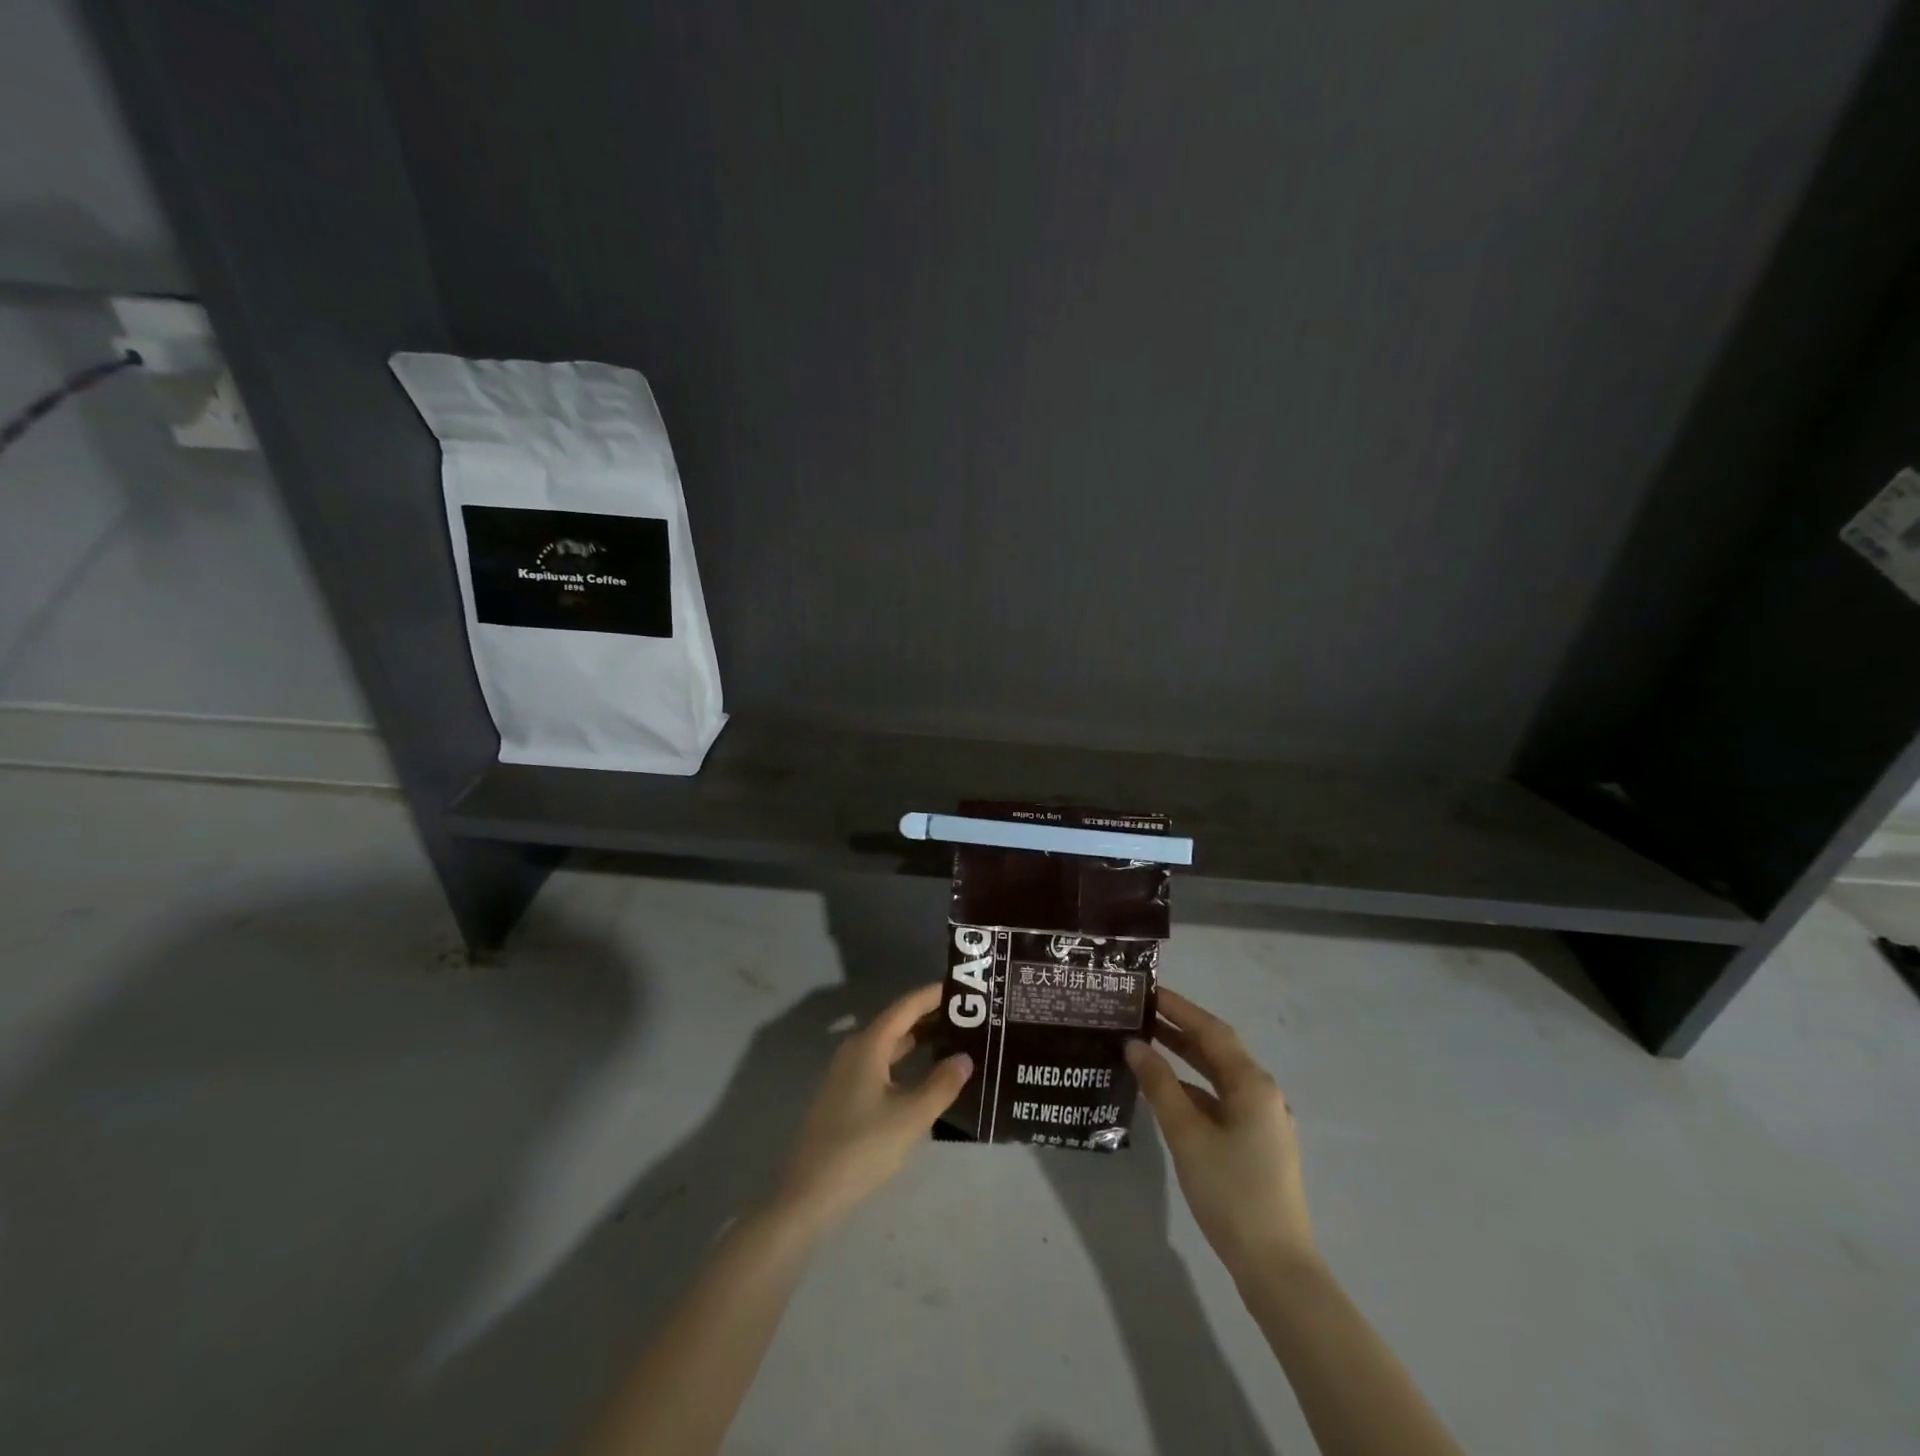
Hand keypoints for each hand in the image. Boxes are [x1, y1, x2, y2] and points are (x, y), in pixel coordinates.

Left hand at [774, 983, 973, 1238]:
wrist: (809, 1194)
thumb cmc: (862, 1147)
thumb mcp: (911, 1116)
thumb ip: (942, 1084)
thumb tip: (965, 1057)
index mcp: (869, 1044)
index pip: (907, 1006)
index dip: (934, 994)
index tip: (965, 987)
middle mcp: (856, 1049)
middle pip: (898, 1022)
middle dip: (932, 1017)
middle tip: (970, 1016)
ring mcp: (848, 1073)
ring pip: (890, 1044)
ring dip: (921, 1040)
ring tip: (956, 1041)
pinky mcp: (846, 1095)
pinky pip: (883, 1064)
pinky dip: (907, 1061)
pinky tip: (927, 1075)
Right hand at [1127, 987, 1315, 1282]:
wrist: (1276, 1267)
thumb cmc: (1231, 1191)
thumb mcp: (1187, 1134)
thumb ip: (1159, 1085)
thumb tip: (1135, 1045)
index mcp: (1252, 1084)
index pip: (1211, 1031)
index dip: (1179, 1008)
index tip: (1147, 991)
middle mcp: (1262, 1094)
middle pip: (1217, 1050)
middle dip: (1180, 1029)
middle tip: (1140, 1013)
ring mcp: (1261, 1121)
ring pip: (1218, 1076)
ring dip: (1184, 1058)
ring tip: (1146, 1043)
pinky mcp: (1255, 1145)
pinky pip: (1220, 1100)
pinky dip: (1192, 1088)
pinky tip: (1165, 1093)